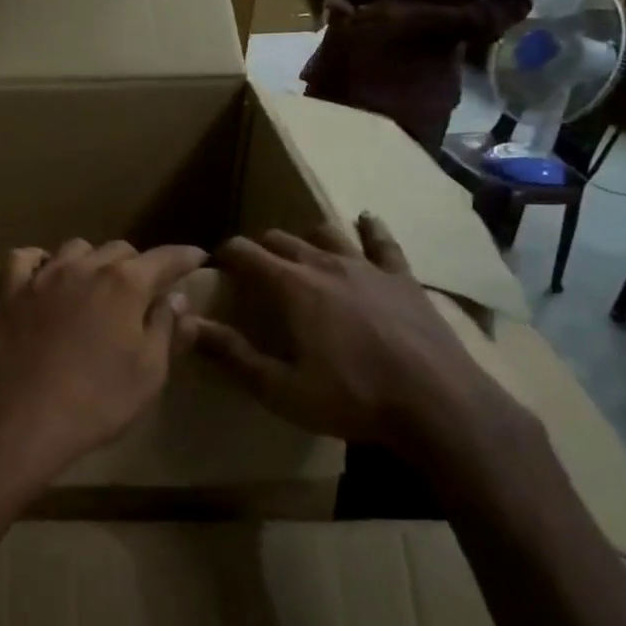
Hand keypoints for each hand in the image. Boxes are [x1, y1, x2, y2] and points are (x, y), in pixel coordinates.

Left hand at [0, 239, 206, 493]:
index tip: (196, 258)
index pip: (164, 258)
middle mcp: (85, 268)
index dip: (184, 257)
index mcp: (126, 285)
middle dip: (136, 264)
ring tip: (93, 283)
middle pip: (119, 249)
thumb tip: (177, 298)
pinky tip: (43, 276)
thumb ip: (167, 329)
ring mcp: (42, 276)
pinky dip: (39, 261)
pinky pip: (24, 259)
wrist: (23, 419)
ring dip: (91, 261)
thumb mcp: (149, 373)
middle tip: (141, 289)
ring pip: (75, 249)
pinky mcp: (8, 291)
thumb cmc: (97, 401)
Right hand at [183, 218, 501, 459]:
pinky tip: (366, 220)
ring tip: (300, 254)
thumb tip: (187, 325)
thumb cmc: (352, 398)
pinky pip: (383, 242)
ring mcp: (367, 267)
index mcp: (291, 286)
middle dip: (260, 249)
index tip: (215, 267)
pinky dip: (369, 229)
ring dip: (306, 238)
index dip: (224, 255)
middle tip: (252, 271)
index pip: (244, 252)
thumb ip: (232, 354)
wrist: (437, 404)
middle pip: (281, 239)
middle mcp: (324, 264)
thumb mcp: (280, 388)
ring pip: (326, 233)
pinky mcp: (402, 278)